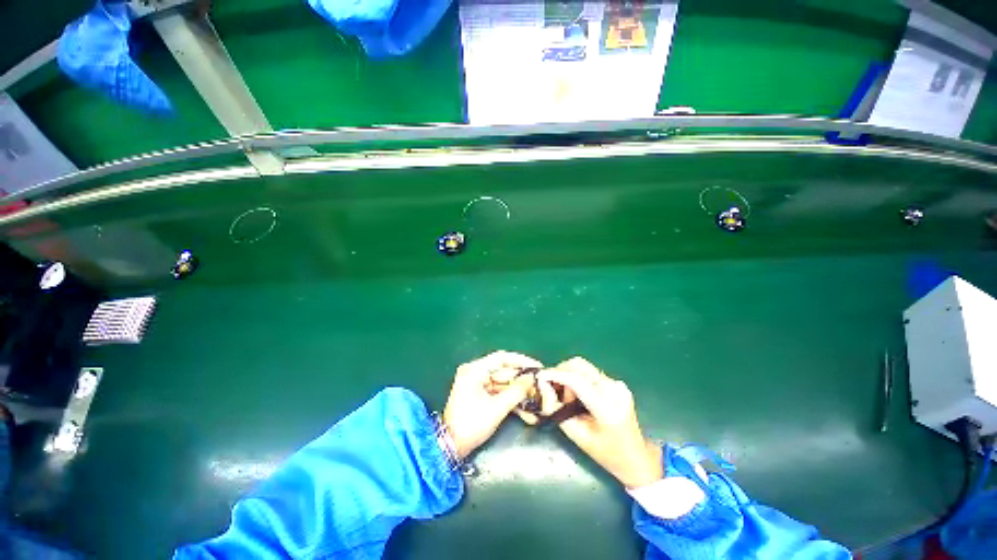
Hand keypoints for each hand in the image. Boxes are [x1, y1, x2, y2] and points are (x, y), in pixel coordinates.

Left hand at [443, 351, 541, 458]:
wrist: (450, 447)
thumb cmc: (471, 424)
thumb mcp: (496, 408)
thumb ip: (516, 391)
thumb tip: (532, 379)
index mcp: (474, 370)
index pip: (502, 358)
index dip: (521, 361)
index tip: (537, 366)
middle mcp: (474, 372)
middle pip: (503, 370)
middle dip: (521, 379)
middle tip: (539, 383)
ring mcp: (476, 383)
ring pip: (502, 382)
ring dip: (517, 390)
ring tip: (535, 396)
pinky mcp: (478, 394)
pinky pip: (497, 391)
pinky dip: (509, 398)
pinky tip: (524, 407)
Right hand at [536, 357, 662, 487]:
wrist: (636, 458)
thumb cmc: (605, 453)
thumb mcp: (577, 436)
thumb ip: (557, 410)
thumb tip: (545, 388)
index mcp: (606, 407)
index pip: (577, 380)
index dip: (556, 375)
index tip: (540, 376)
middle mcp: (613, 389)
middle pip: (579, 365)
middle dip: (561, 372)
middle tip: (555, 390)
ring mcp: (617, 384)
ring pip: (583, 367)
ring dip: (570, 376)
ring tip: (569, 398)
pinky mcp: (617, 383)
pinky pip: (590, 373)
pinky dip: (578, 378)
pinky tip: (579, 396)